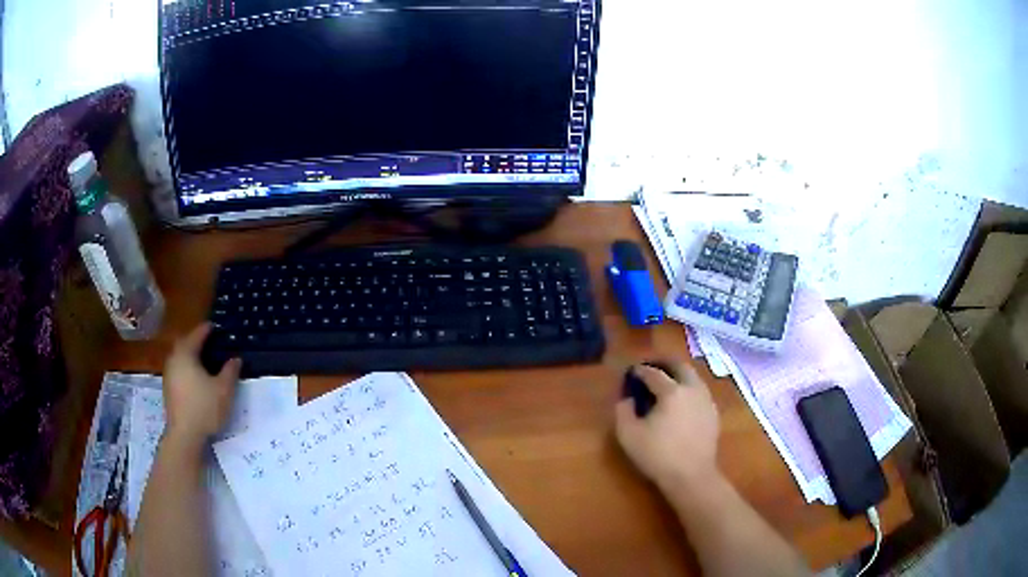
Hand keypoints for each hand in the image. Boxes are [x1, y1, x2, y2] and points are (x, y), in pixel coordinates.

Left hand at [162, 323, 241, 449]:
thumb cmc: (205, 407)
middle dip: (195, 341)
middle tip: (208, 341)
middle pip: (184, 344)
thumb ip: (230, 371)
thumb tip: (235, 358)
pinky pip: (178, 370)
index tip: (215, 326)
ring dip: (190, 355)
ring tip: (203, 359)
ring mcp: (169, 375)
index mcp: (186, 354)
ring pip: (180, 358)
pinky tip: (196, 378)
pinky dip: (187, 368)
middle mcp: (174, 360)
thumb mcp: (224, 389)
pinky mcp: (169, 389)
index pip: (196, 335)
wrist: (185, 435)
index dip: (206, 330)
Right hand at [615, 363, 720, 490]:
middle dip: (665, 364)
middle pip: (680, 366)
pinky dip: (689, 389)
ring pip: (694, 377)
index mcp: (671, 392)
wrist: (691, 476)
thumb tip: (627, 398)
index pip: (654, 373)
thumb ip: (623, 411)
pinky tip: (682, 402)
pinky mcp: (713, 413)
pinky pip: (700, 392)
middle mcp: (692, 389)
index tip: (632, 372)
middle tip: (653, 368)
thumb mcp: (628, 435)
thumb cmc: (658, 455)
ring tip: (668, 383)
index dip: (641, 371)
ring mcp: (706, 400)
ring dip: (679, 375)